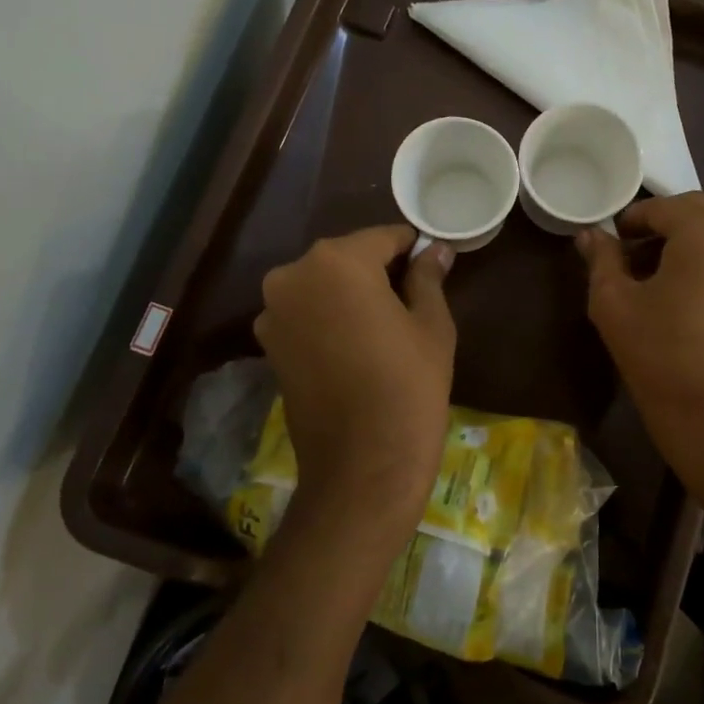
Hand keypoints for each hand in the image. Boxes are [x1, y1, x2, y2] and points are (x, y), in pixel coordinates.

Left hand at [254, 225, 455, 525]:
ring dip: (350, 295)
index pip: (383, 238)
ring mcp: (273, 312)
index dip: (412, 249)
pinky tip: (356, 347)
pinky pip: (306, 314)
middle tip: (412, 300)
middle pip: (346, 259)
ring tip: (383, 328)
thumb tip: (435, 250)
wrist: (363, 465)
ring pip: (323, 286)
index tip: (432, 265)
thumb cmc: (409, 386)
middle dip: (378, 271)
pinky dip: (329, 319)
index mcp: (336, 261)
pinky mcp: (267, 345)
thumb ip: (428, 277)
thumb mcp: (431, 325)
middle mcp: (292, 275)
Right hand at [577, 194, 703, 511]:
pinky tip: (693, 295)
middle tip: (632, 259)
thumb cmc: (664, 360)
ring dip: (691, 244)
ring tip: (662, 279)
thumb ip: (602, 260)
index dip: (630, 222)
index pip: (660, 207)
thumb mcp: (615, 306)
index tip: (611, 244)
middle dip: (663, 229)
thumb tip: (589, 235)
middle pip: (697, 213)